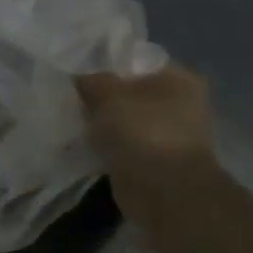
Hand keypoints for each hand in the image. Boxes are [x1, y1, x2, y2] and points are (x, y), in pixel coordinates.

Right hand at [77, 65, 219, 224]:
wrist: (164, 192)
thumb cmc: (143, 133)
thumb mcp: (109, 96)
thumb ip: (92, 80)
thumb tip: (80, 77)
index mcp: (178, 78)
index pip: (135, 60)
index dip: (105, 64)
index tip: (77, 72)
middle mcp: (180, 103)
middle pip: (130, 91)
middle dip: (102, 96)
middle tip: (73, 98)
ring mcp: (169, 133)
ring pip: (126, 119)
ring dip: (104, 122)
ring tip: (74, 121)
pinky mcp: (155, 159)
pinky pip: (124, 143)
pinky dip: (107, 145)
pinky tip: (85, 144)